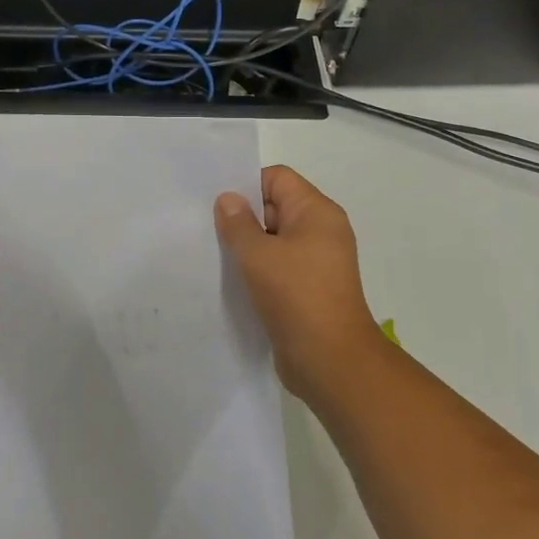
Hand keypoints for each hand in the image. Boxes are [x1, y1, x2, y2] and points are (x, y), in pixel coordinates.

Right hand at [215, 165, 382, 403]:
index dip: (247, 185)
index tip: (217, 205)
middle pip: (275, 207)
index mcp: (317, 212)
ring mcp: (317, 262)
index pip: (278, 178)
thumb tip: (229, 199)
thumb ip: (238, 223)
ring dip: (248, 247)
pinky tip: (233, 281)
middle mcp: (321, 231)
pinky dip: (257, 271)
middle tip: (208, 231)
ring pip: (274, 240)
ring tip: (216, 257)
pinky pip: (278, 267)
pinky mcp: (309, 289)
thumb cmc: (296, 296)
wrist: (330, 360)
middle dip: (243, 217)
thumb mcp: (258, 254)